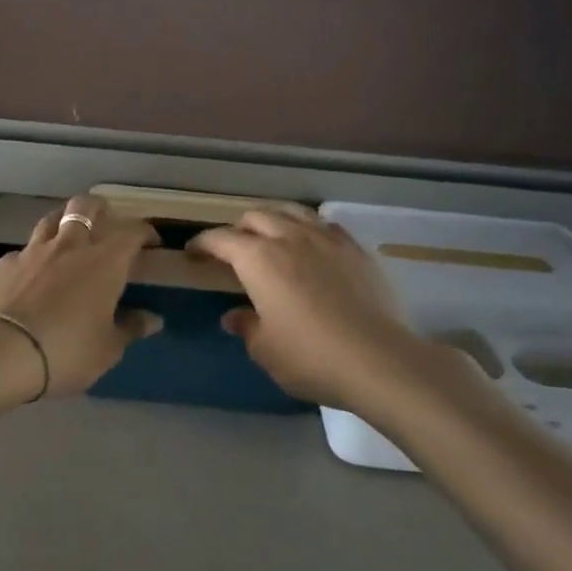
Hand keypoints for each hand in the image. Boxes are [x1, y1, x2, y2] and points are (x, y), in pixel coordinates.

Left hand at [0, 196, 161, 397]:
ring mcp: (33, 251)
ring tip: (69, 237)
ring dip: (64, 222)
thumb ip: (130, 328)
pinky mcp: (4, 264)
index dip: (144, 231)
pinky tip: (32, 273)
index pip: (131, 231)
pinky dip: (33, 256)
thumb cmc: (67, 351)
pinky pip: (24, 250)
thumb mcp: (107, 348)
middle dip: (100, 208)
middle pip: (85, 206)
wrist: (1, 352)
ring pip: (52, 219)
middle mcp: (70, 246)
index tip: (150, 242)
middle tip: (107, 222)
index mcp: (104, 262)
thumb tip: (153, 319)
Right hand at [190, 209, 424, 409]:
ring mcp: (325, 239)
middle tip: (233, 249)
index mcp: (258, 260)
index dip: (202, 243)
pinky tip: (311, 243)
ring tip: (270, 235)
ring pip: (291, 211)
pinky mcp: (355, 248)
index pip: (220, 239)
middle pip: (256, 216)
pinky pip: (324, 224)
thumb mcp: (266, 351)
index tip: (193, 253)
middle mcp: (288, 238)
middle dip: (238, 228)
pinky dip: (308, 227)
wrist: (378, 359)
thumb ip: (247, 327)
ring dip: (273, 219)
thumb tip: (234, 316)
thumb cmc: (310, 357)